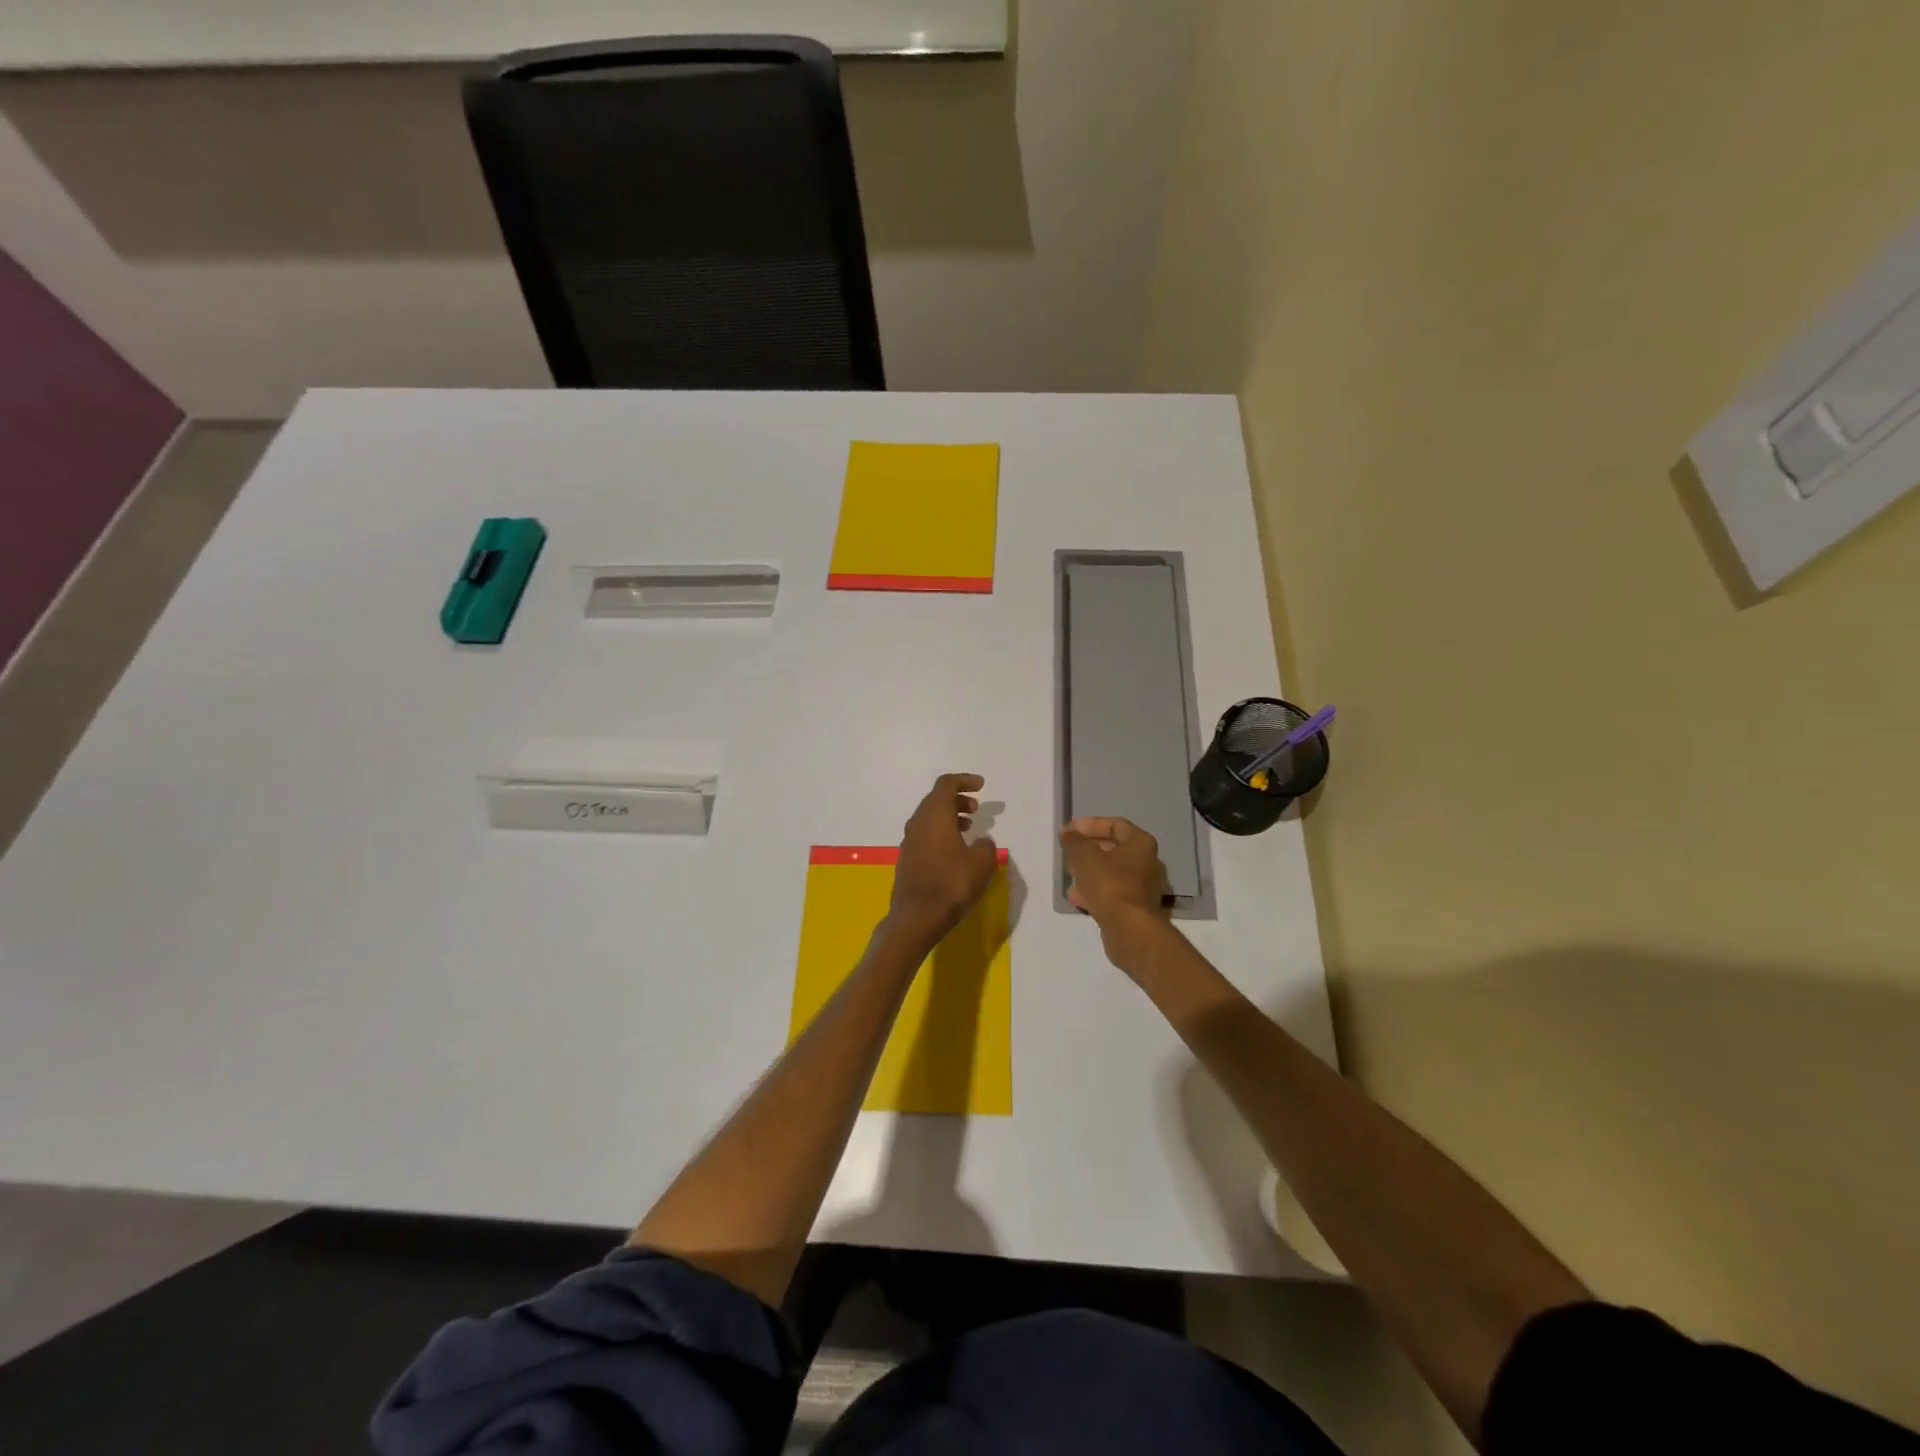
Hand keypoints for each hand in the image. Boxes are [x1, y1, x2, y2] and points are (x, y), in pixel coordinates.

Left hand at [888, 774, 999, 942]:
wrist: (916, 918)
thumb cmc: (951, 884)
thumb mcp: (981, 863)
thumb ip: (986, 845)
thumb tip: (981, 841)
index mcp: (934, 815)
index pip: (946, 785)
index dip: (964, 781)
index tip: (981, 786)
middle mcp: (918, 823)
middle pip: (936, 800)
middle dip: (957, 800)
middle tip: (976, 809)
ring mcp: (909, 842)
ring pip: (930, 819)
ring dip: (949, 817)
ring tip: (969, 829)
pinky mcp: (907, 860)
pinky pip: (926, 836)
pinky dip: (941, 833)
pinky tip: (956, 851)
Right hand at [1059, 817, 1169, 952]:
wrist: (1129, 929)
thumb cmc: (1109, 884)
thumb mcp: (1084, 856)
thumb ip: (1074, 841)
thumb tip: (1067, 831)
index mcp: (1140, 843)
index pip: (1115, 825)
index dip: (1091, 825)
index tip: (1070, 831)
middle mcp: (1147, 862)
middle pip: (1114, 849)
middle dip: (1089, 850)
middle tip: (1069, 853)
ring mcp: (1143, 887)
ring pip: (1112, 873)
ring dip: (1089, 872)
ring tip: (1069, 876)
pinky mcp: (1136, 908)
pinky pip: (1113, 892)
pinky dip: (1096, 891)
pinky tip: (1077, 897)